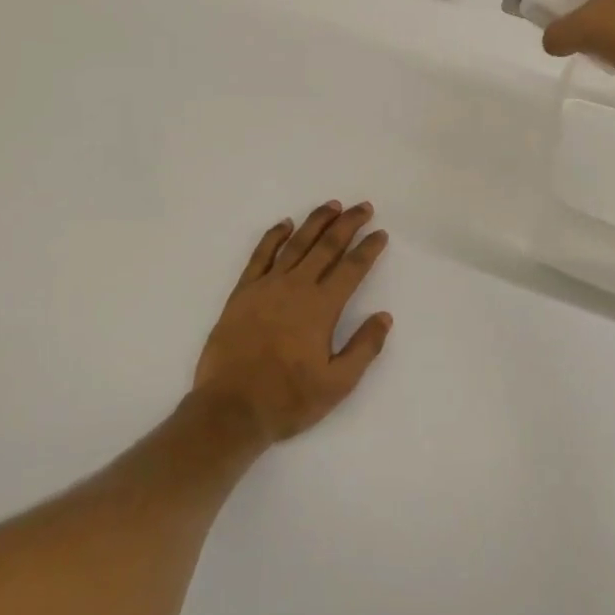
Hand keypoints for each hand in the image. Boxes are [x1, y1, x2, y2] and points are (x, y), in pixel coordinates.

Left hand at [192, 201, 391, 443]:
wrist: (230, 409)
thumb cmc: (288, 400)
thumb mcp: (337, 384)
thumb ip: (364, 348)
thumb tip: (384, 316)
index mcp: (321, 308)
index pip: (352, 268)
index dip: (369, 249)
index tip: (380, 233)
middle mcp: (296, 287)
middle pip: (327, 246)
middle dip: (348, 223)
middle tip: (363, 207)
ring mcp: (266, 286)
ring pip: (296, 243)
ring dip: (315, 222)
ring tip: (331, 206)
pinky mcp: (242, 292)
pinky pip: (260, 255)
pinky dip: (273, 236)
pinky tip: (284, 224)